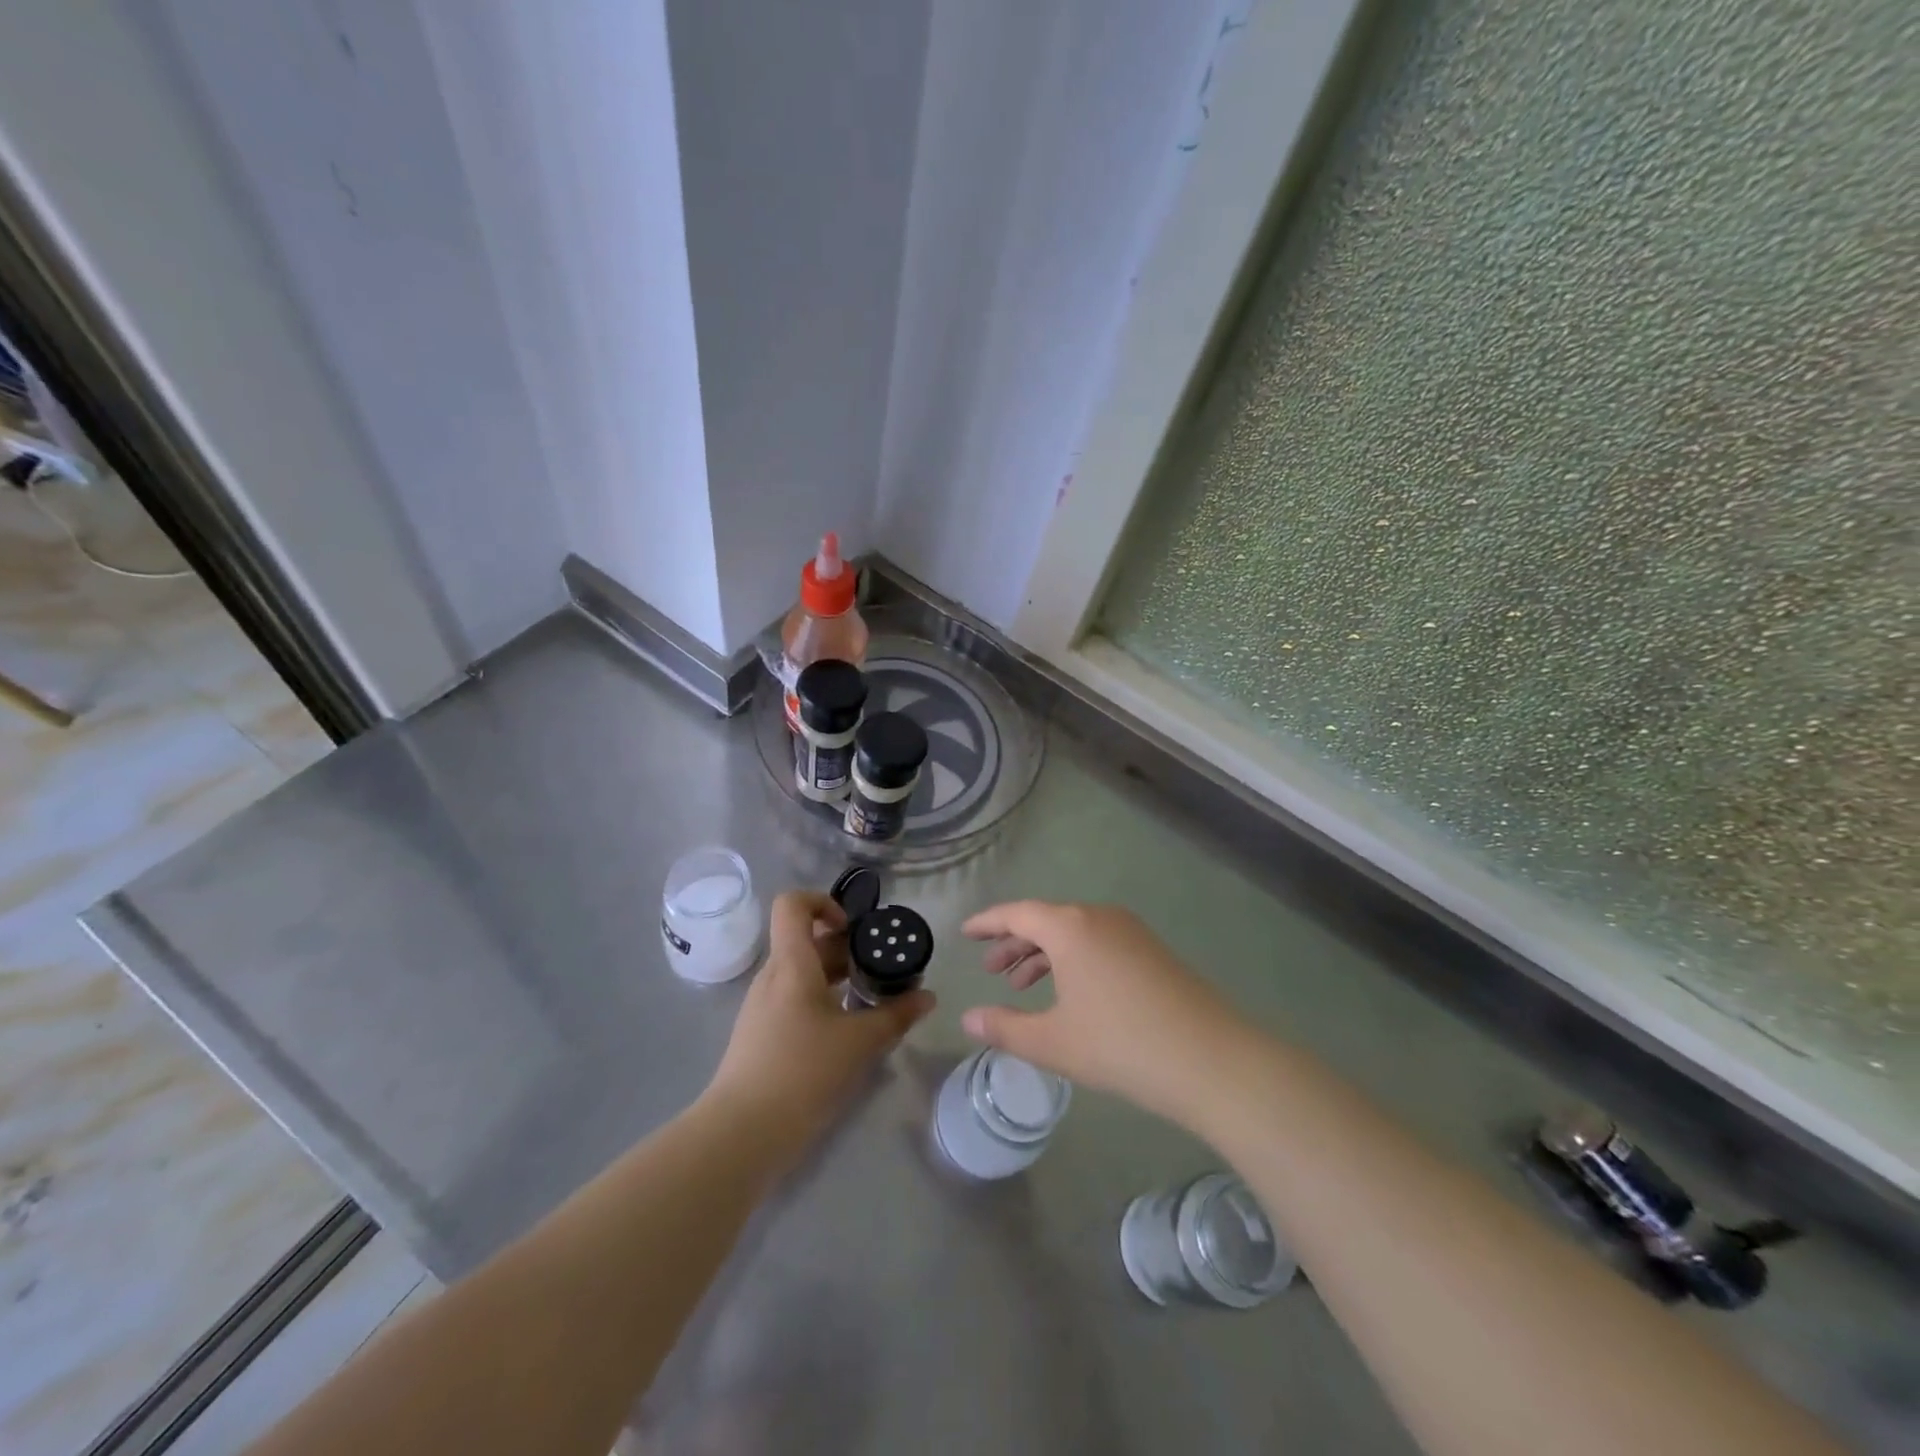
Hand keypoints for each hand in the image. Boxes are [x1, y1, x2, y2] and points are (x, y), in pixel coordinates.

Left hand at [705, 891, 932, 1155]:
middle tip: (881, 968)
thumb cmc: (802, 1072)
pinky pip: (795, 998)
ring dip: (837, 976)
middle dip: (846, 948)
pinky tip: (847, 1029)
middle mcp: (773, 976)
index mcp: (791, 964)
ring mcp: (763, 1006)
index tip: (853, 928)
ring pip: (803, 972)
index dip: (824, 902)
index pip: (793, 904)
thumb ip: (896, 1015)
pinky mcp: (762, 1033)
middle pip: (806, 940)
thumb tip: (928, 997)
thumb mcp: (859, 1042)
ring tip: (871, 998)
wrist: (742, 1133)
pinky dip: (823, 1000)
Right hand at [960, 901, 1250, 1125]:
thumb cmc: (1120, 1045)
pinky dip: (1072, 959)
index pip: (1017, 913)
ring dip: (1043, 954)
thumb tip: (968, 1018)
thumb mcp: (1053, 1042)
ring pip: (1073, 933)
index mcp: (1070, 928)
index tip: (965, 932)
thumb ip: (1005, 1028)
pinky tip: (1069, 992)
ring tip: (1022, 985)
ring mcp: (1130, 931)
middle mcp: (1099, 917)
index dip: (988, 923)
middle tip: (991, 969)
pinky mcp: (1151, 950)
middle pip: (1046, 920)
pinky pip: (1097, 942)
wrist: (1210, 1059)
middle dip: (1014, 942)